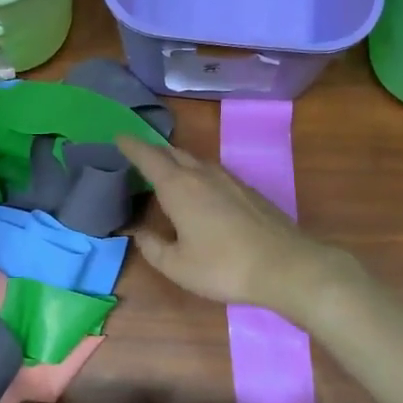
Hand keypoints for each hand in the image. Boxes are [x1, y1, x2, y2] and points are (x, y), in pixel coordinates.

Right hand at [115, 134, 356, 320]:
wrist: (283, 265)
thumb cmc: (222, 266)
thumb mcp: (177, 265)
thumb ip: (153, 247)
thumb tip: (139, 232)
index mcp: (178, 187)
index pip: (149, 157)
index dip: (132, 146)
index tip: (119, 136)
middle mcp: (202, 174)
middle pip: (173, 153)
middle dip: (154, 151)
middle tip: (139, 154)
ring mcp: (229, 179)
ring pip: (196, 161)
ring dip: (178, 161)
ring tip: (167, 170)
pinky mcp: (248, 190)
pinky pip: (214, 172)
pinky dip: (198, 173)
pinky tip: (201, 190)